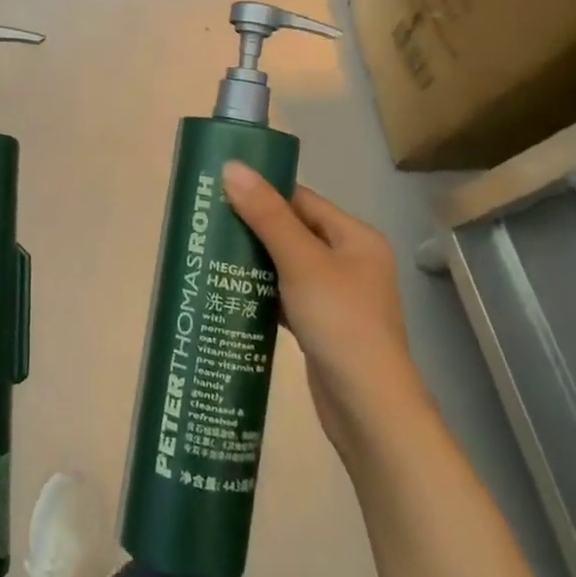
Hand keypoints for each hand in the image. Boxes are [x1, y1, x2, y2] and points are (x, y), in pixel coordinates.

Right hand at [221, 162, 429, 454]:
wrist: (368, 409)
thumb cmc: (340, 322)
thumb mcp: (301, 262)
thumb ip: (266, 215)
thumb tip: (232, 167)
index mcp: (355, 238)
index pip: (302, 200)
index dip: (263, 191)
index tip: (220, 188)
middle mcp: (349, 262)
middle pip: (293, 230)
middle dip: (252, 225)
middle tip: (208, 220)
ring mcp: (336, 296)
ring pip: (286, 264)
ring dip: (254, 258)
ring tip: (210, 250)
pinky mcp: (320, 325)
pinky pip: (284, 294)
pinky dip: (260, 290)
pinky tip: (230, 289)